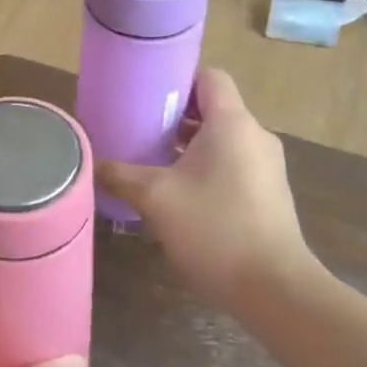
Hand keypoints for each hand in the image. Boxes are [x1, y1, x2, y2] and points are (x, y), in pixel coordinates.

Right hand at [97, 68, 321, 310]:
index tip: (145, 94)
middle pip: (213, 108)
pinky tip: (178, 194)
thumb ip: (119, 174)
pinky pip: (232, 165)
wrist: (274, 289)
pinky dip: (206, 168)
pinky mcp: (268, 194)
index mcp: (232, 123)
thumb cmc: (214, 228)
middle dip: (174, 116)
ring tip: (151, 161)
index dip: (177, 79)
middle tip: (138, 128)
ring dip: (188, 146)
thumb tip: (92, 163)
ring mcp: (266, 167)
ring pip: (222, 140)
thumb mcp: (154, 198)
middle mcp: (254, 136)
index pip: (209, 77)